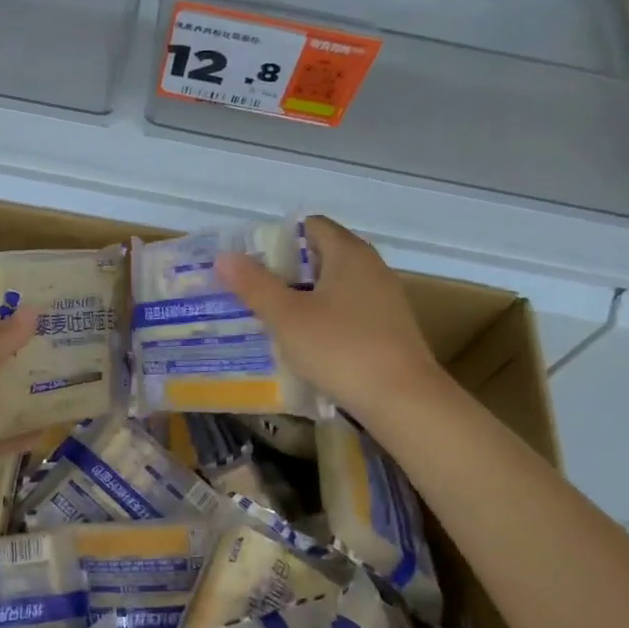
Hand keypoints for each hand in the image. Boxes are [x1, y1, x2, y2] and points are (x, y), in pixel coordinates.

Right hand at [217, 215, 445, 427]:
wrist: (403, 401)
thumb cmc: (341, 349)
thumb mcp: (287, 317)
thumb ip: (254, 285)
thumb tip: (225, 257)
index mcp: (349, 253)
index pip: (310, 226)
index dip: (277, 238)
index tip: (249, 263)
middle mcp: (371, 268)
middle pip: (321, 257)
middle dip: (284, 273)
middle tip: (250, 293)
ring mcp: (384, 300)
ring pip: (333, 289)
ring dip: (302, 300)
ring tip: (269, 320)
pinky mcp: (389, 331)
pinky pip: (347, 314)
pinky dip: (323, 321)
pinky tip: (304, 346)